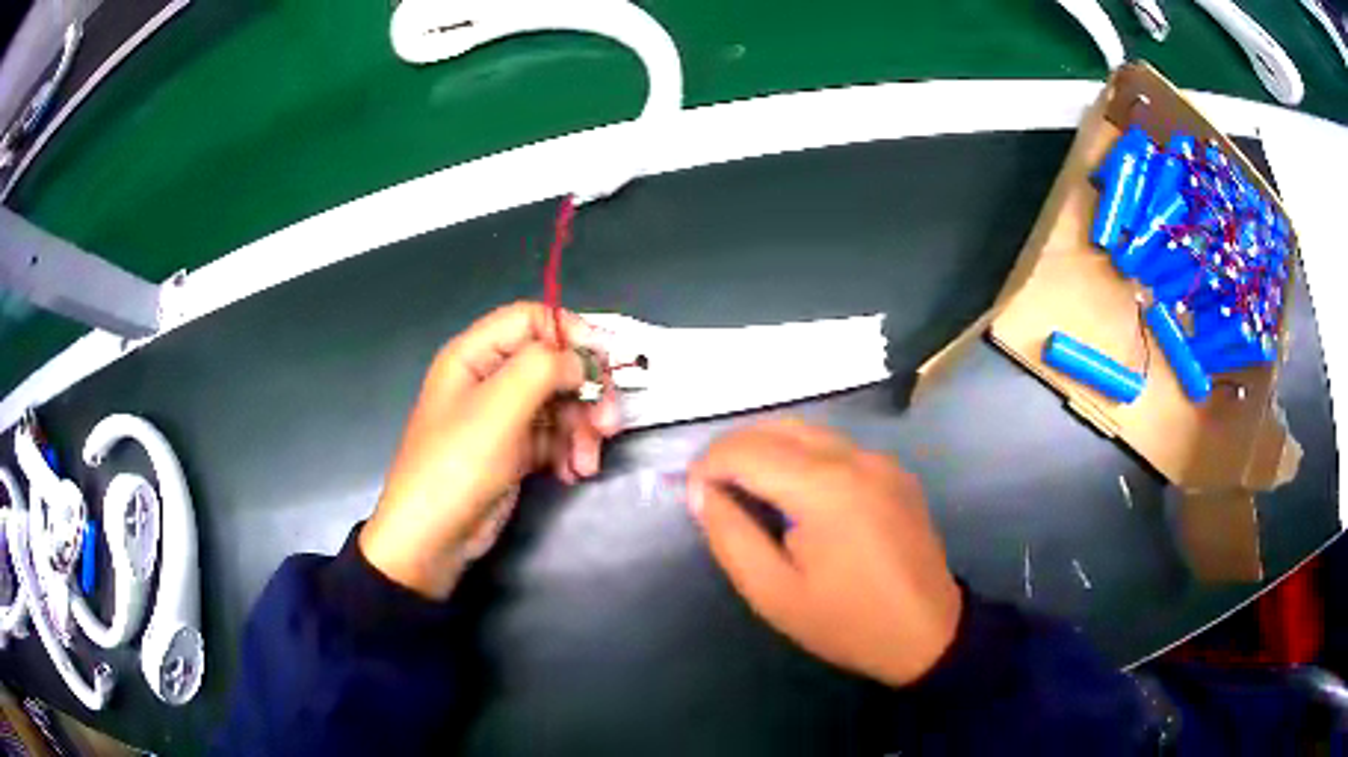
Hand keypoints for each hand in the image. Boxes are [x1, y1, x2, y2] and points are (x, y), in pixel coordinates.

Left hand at [360, 302, 620, 598]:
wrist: (432, 538)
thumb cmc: (458, 464)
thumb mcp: (500, 407)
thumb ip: (545, 367)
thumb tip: (583, 361)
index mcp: (476, 354)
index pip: (532, 319)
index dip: (571, 333)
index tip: (604, 362)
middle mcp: (490, 378)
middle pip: (553, 364)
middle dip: (585, 393)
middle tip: (607, 424)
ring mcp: (503, 416)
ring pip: (560, 403)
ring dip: (582, 430)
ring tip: (586, 463)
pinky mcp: (514, 450)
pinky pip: (554, 436)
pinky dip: (569, 451)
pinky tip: (572, 473)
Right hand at [687, 418, 961, 686]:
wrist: (927, 633)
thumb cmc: (846, 622)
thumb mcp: (773, 593)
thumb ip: (730, 535)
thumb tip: (700, 491)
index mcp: (824, 488)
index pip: (746, 449)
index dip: (708, 465)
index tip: (692, 495)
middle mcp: (855, 457)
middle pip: (776, 427)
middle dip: (734, 449)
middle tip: (712, 490)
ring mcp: (880, 460)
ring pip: (807, 430)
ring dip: (766, 449)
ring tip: (746, 490)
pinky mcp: (895, 470)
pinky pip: (835, 446)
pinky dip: (801, 456)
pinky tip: (795, 494)